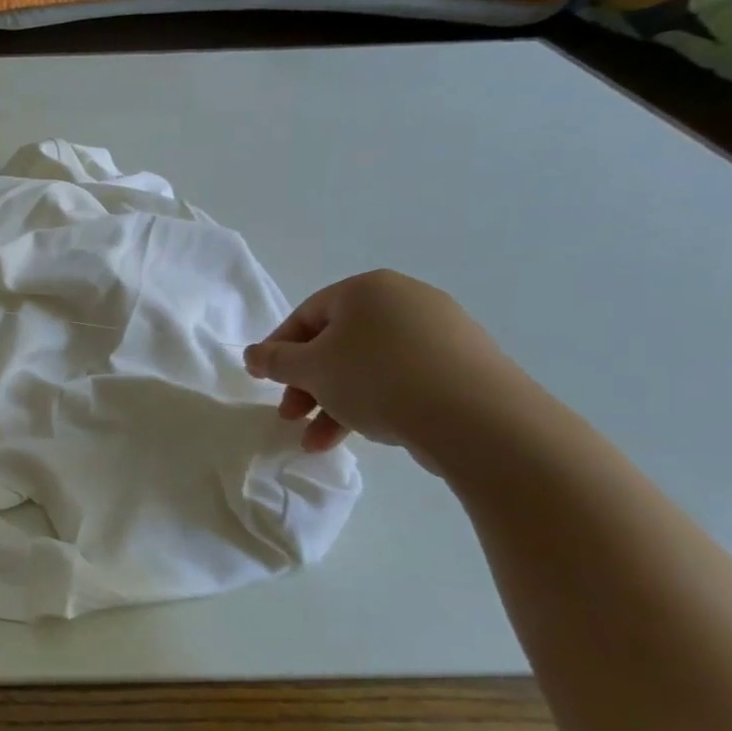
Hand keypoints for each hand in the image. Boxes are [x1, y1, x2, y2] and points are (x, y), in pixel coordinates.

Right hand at [243, 269, 528, 466]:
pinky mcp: (464, 366)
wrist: (479, 419)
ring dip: (335, 402)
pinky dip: (374, 404)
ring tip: (317, 441)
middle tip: (290, 415)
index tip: (264, 382)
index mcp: (366, 289)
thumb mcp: (310, 370)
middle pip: (336, 343)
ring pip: (367, 366)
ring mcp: (441, 332)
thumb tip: (252, 354)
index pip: (306, 315)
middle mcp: (405, 301)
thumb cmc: (377, 379)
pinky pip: (402, 380)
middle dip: (307, 384)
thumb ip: (274, 361)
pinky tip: (362, 434)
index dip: (278, 351)